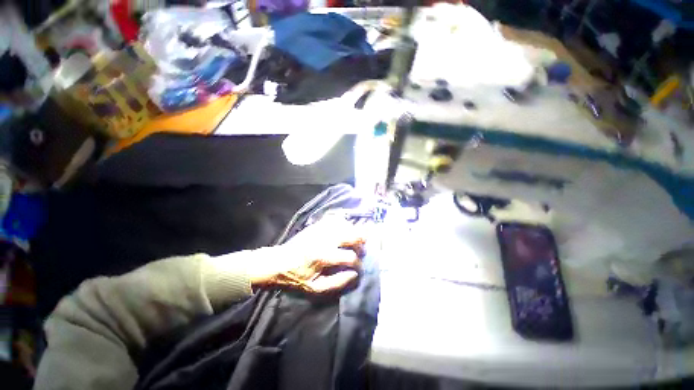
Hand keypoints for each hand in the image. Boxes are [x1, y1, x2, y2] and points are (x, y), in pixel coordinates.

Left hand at [247, 219, 365, 292]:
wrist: (278, 261)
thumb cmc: (296, 277)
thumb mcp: (315, 288)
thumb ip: (337, 282)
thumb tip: (355, 274)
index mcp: (323, 256)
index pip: (350, 256)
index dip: (358, 263)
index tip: (358, 268)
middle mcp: (324, 238)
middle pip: (352, 234)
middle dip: (362, 242)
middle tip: (362, 249)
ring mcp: (321, 228)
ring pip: (346, 224)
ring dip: (354, 231)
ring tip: (355, 240)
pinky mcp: (318, 224)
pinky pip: (337, 219)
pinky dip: (344, 224)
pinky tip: (345, 230)